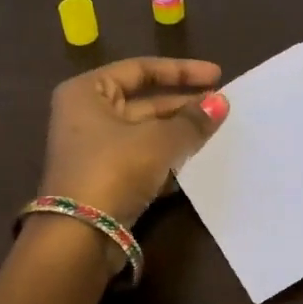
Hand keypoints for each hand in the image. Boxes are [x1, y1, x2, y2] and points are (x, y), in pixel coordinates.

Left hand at [38, 57, 228, 227]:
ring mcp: (95, 151)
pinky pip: (143, 161)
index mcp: (88, 92)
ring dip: (179, 134)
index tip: (217, 75)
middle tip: (221, 109)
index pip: (140, 69)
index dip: (181, 71)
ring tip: (216, 134)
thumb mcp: (158, 140)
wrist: (81, 234)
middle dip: (183, 106)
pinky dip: (168, 161)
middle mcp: (86, 116)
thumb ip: (192, 121)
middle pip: (144, 102)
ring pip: (146, 134)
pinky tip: (197, 164)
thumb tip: (221, 103)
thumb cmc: (114, 169)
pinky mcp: (106, 181)